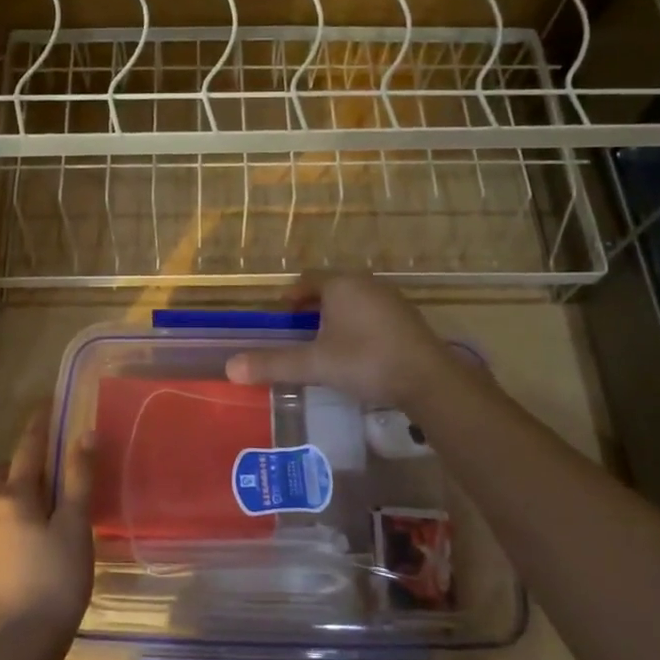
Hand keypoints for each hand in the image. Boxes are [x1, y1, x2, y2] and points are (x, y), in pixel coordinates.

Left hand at [0, 404, 93, 650]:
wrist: (23, 640)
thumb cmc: (56, 576)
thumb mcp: (74, 523)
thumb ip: (78, 477)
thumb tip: (83, 433)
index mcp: (14, 495)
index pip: (28, 448)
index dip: (39, 425)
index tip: (47, 404)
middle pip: (6, 470)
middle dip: (25, 456)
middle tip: (51, 451)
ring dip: (17, 482)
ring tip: (45, 487)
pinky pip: (0, 517)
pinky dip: (15, 506)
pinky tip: (34, 521)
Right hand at [223, 272, 454, 408]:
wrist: (428, 379)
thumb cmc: (366, 361)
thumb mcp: (315, 364)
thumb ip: (274, 364)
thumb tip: (230, 367)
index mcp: (341, 284)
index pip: (307, 280)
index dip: (291, 296)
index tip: (280, 315)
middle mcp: (366, 283)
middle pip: (331, 288)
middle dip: (312, 306)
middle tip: (298, 330)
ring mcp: (390, 299)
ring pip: (353, 300)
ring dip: (336, 316)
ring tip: (324, 342)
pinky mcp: (407, 318)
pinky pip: (372, 313)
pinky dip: (358, 325)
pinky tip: (357, 351)